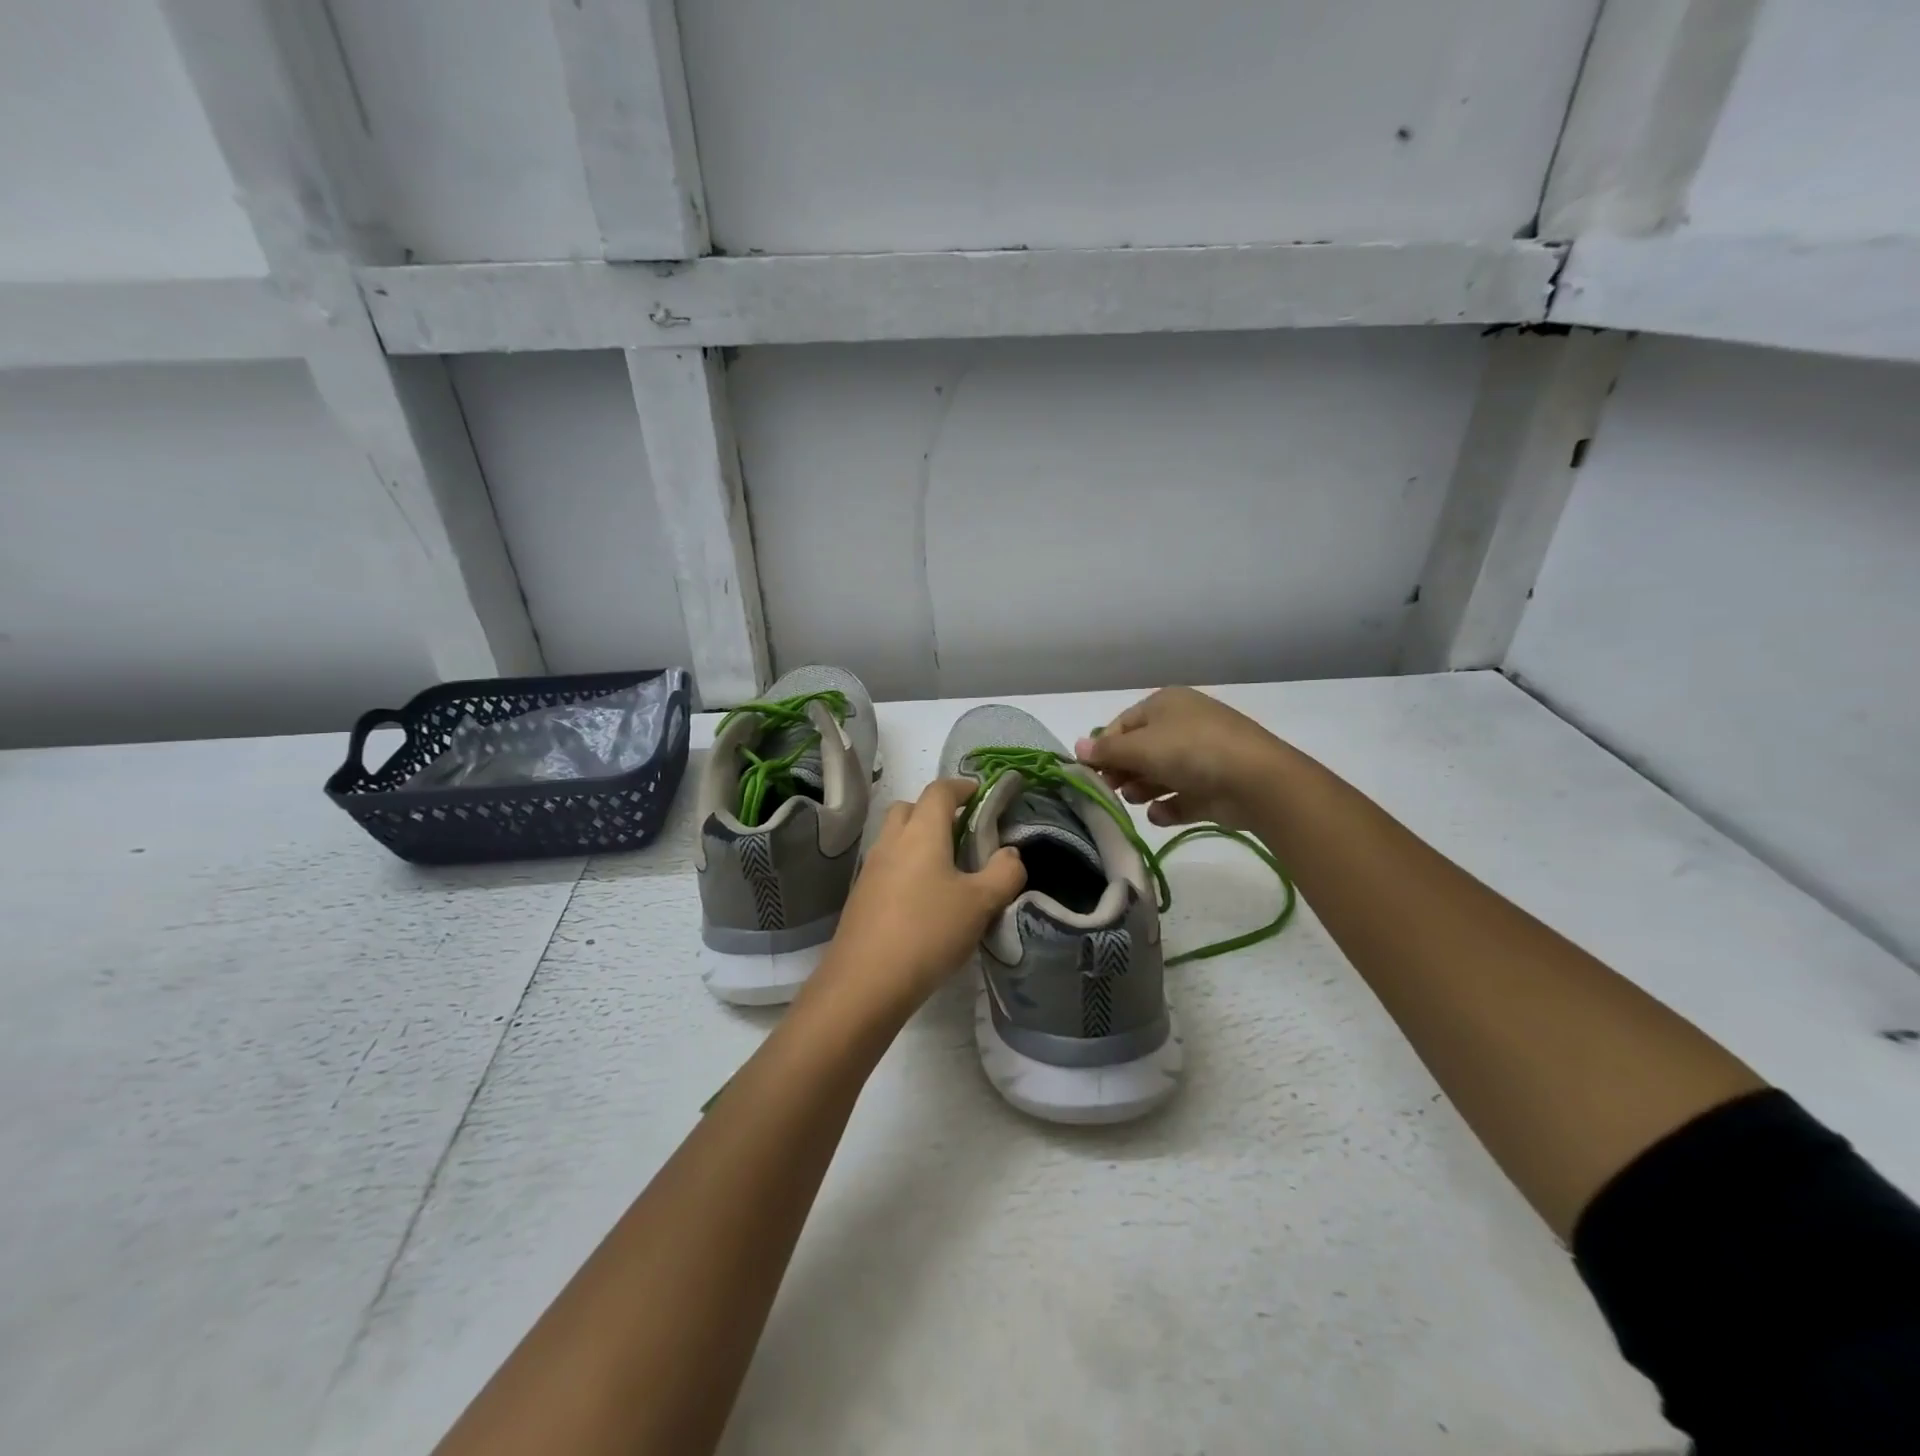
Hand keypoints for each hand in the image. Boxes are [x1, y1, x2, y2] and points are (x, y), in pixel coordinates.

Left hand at [812, 778, 1026, 1016]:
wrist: (865, 982)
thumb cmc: (928, 932)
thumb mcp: (980, 904)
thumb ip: (1004, 873)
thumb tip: (1010, 854)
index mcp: (922, 832)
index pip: (940, 790)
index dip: (962, 786)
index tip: (981, 794)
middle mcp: (891, 841)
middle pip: (910, 808)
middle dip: (935, 810)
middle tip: (963, 832)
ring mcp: (871, 868)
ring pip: (895, 837)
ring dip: (918, 839)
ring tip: (946, 868)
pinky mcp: (861, 895)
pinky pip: (887, 865)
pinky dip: (906, 866)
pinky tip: (923, 899)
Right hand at [1075, 687, 1288, 829]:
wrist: (1256, 781)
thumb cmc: (1190, 751)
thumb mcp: (1140, 747)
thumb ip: (1106, 750)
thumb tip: (1077, 748)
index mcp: (1166, 704)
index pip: (1124, 724)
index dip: (1105, 747)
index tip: (1090, 771)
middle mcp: (1183, 726)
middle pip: (1141, 750)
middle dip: (1123, 770)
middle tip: (1110, 788)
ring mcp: (1201, 757)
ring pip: (1160, 774)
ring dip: (1142, 788)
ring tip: (1135, 799)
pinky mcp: (1214, 788)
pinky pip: (1182, 797)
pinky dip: (1168, 806)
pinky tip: (1160, 814)